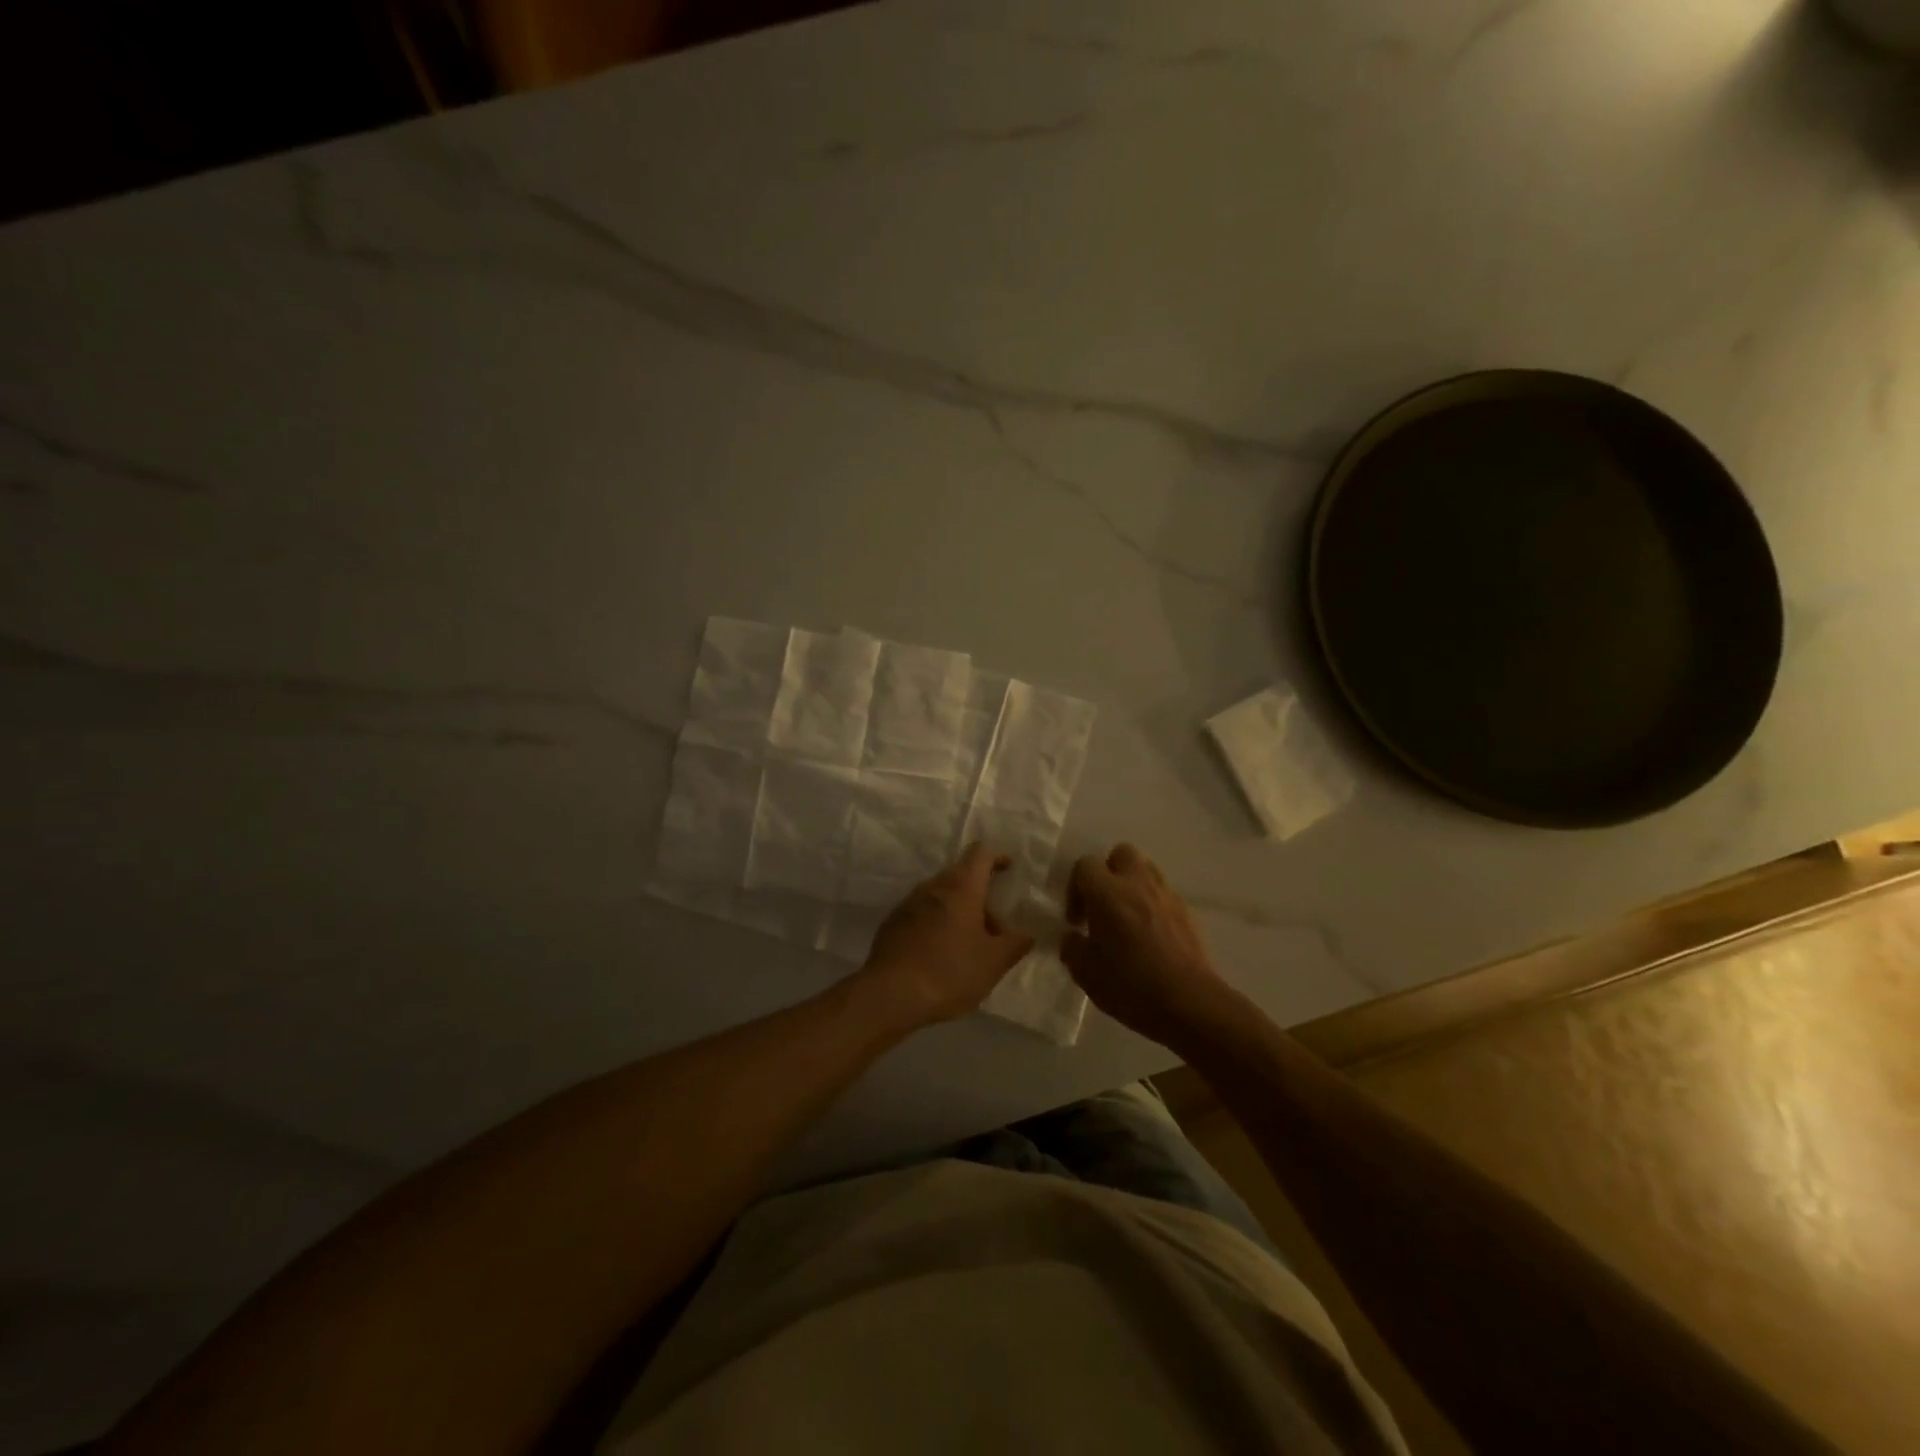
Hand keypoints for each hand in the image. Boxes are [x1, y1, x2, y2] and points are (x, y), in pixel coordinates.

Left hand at [858, 844, 1035, 1029]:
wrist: (890, 994)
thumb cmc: (950, 971)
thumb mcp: (994, 963)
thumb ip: (1015, 944)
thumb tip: (1026, 934)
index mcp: (961, 888)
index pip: (980, 854)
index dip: (996, 857)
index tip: (1008, 868)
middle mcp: (933, 887)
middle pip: (961, 878)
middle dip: (980, 898)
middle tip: (994, 930)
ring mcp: (908, 904)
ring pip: (941, 897)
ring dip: (958, 913)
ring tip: (968, 947)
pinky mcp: (892, 923)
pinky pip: (922, 914)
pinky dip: (937, 924)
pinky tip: (940, 955)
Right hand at [1061, 843, 1237, 1046]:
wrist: (1190, 1004)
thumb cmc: (1131, 986)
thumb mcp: (1085, 973)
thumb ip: (1072, 947)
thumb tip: (1073, 936)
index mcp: (1108, 893)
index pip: (1085, 864)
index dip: (1075, 888)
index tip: (1076, 920)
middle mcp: (1138, 884)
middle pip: (1121, 853)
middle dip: (1108, 873)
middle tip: (1102, 905)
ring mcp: (1167, 896)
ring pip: (1146, 869)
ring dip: (1132, 885)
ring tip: (1127, 918)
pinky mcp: (1187, 912)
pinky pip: (1164, 895)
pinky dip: (1153, 905)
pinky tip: (1150, 936)